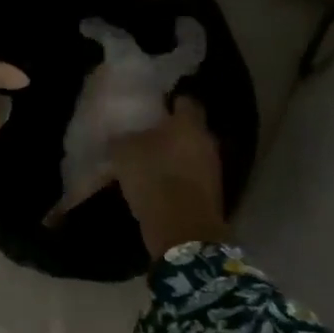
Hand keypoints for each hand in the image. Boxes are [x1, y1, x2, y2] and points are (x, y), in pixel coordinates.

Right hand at [101, 96, 229, 259]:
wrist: (182, 231)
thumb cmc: (153, 178)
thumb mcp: (124, 152)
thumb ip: (123, 138)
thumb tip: (121, 135)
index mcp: (188, 123)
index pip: (185, 101)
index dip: (171, 102)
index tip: (155, 106)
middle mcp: (206, 141)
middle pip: (190, 129)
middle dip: (173, 132)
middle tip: (149, 135)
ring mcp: (213, 169)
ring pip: (192, 154)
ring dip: (176, 157)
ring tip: (151, 163)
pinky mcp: (212, 195)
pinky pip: (193, 178)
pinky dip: (180, 179)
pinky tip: (160, 185)